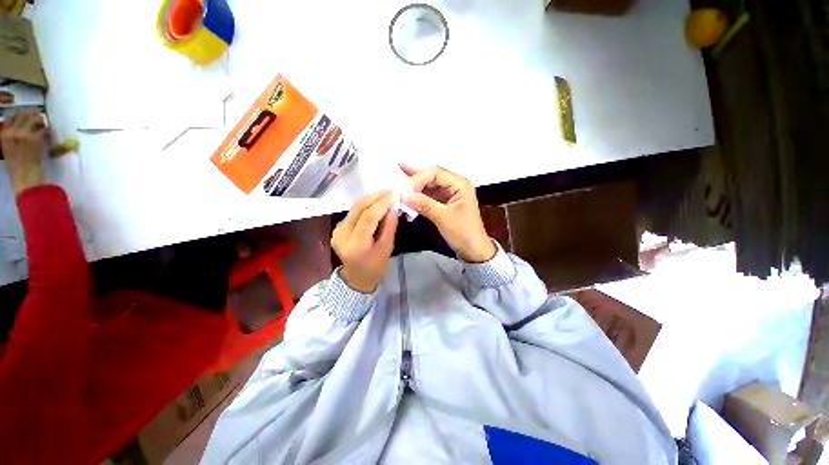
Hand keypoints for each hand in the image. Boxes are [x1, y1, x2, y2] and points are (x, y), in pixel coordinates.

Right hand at [1, 111, 47, 194]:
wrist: (25, 174)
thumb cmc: (17, 165)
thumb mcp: (8, 148)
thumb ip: (12, 136)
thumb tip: (20, 125)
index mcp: (4, 134)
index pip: (11, 116)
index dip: (20, 114)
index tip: (26, 116)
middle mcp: (13, 131)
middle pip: (24, 114)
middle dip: (32, 115)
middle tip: (38, 119)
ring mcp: (24, 133)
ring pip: (34, 118)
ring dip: (41, 121)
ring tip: (43, 126)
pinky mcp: (35, 138)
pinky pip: (44, 128)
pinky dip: (47, 130)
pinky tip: (48, 134)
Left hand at [332, 190, 398, 292]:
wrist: (357, 278)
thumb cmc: (375, 267)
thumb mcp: (387, 249)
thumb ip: (389, 227)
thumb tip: (393, 208)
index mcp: (356, 245)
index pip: (368, 217)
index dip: (382, 203)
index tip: (394, 194)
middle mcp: (342, 235)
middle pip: (358, 208)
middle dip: (375, 196)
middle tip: (390, 190)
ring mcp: (337, 231)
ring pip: (354, 208)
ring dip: (370, 199)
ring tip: (385, 194)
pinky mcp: (338, 228)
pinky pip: (353, 212)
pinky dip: (366, 205)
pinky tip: (376, 203)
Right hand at [401, 165, 495, 262]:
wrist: (473, 250)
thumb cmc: (463, 232)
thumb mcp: (443, 217)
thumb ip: (424, 204)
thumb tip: (403, 195)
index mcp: (460, 184)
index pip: (436, 173)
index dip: (419, 178)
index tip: (405, 189)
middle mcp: (455, 185)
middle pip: (432, 177)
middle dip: (415, 178)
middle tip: (397, 174)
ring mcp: (449, 194)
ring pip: (430, 186)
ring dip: (415, 187)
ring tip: (399, 182)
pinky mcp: (445, 203)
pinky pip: (430, 196)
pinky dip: (419, 197)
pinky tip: (408, 196)